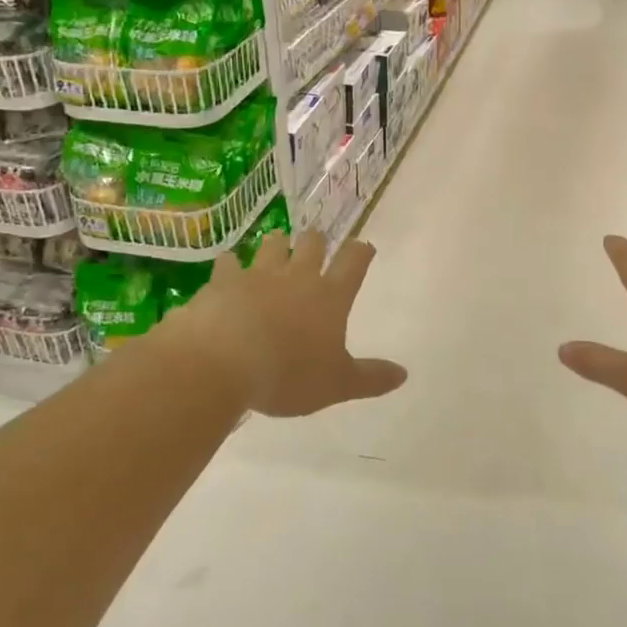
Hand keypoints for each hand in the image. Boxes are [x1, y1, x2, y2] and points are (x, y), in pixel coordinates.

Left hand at [171, 230, 406, 416]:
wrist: (222, 362)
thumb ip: (370, 378)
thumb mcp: (336, 384)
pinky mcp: (224, 280)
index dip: (361, 252)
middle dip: (316, 241)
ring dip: (277, 243)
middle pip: (312, 243)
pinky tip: (228, 267)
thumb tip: (403, 374)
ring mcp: (258, 274)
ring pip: (273, 244)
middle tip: (316, 244)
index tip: (364, 248)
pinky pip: (229, 263)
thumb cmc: (287, 374)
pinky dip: (230, 264)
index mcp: (330, 297)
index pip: (353, 263)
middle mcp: (297, 276)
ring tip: (277, 244)